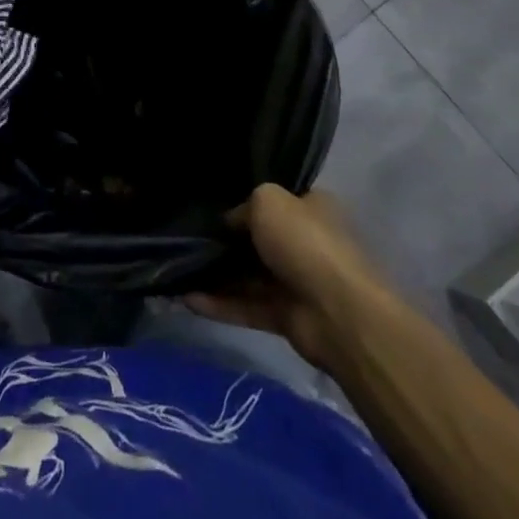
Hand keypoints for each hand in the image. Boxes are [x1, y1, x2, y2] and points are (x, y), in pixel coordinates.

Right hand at [187, 184, 397, 367]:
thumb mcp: (268, 201)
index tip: (212, 206)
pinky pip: (247, 307)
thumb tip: (230, 223)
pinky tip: (187, 298)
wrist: (339, 313)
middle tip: (187, 237)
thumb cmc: (305, 243)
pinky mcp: (286, 317)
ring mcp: (296, 283)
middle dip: (226, 241)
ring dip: (217, 275)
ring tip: (179, 270)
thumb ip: (244, 207)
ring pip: (249, 276)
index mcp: (310, 210)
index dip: (244, 202)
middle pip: (258, 240)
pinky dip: (220, 304)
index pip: (275, 201)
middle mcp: (305, 243)